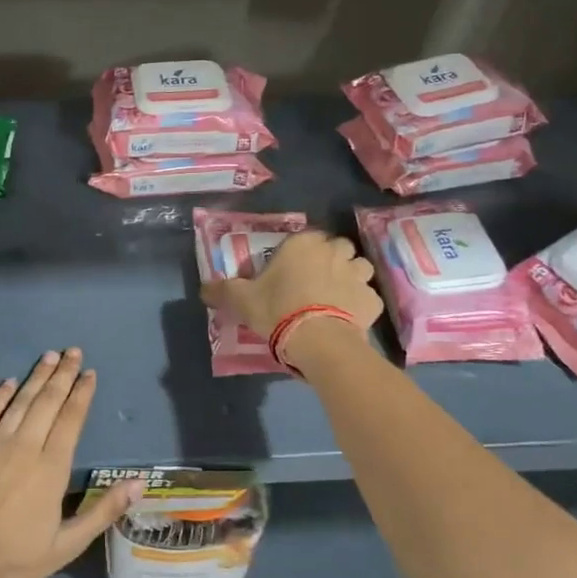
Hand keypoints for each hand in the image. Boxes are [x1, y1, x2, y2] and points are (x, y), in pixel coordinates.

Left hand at [0, 348, 142, 577]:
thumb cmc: (16, 560)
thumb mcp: (68, 544)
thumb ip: (103, 510)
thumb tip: (138, 483)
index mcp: (52, 468)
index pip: (71, 419)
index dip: (82, 394)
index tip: (89, 373)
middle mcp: (26, 447)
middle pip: (48, 401)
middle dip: (63, 374)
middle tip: (73, 351)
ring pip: (21, 401)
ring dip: (36, 377)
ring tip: (49, 356)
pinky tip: (9, 382)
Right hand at [200, 230, 381, 358]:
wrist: (317, 340)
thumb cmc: (277, 309)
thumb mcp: (241, 300)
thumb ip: (222, 290)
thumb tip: (204, 288)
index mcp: (303, 244)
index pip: (308, 237)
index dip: (302, 252)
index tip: (293, 269)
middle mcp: (334, 252)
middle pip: (338, 248)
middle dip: (331, 260)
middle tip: (315, 281)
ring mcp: (358, 275)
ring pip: (359, 268)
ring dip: (350, 278)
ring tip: (335, 297)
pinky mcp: (372, 301)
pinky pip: (368, 298)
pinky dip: (361, 305)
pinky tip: (348, 318)